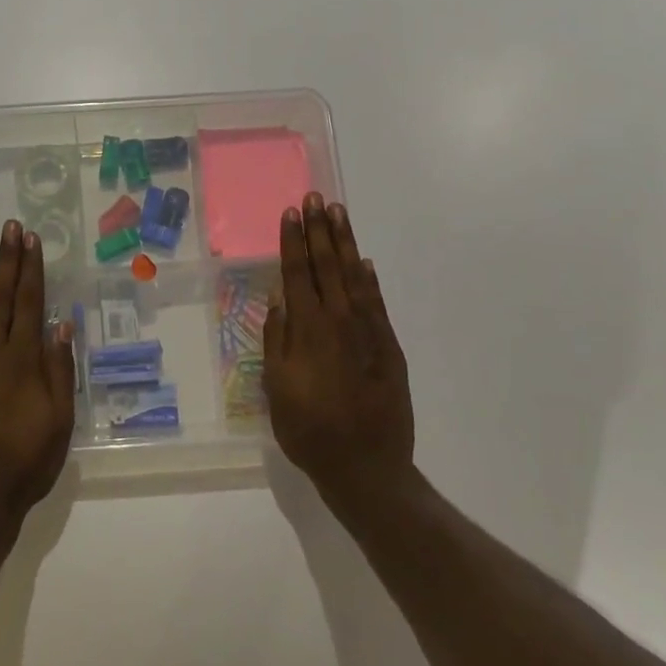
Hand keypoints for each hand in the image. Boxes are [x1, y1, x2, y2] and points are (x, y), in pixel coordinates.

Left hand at [0, 221, 76, 529]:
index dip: (31, 269)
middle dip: (6, 259)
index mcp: (23, 362)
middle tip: (9, 226)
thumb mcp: (59, 424)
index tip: (31, 240)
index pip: (29, 303)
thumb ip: (60, 373)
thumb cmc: (23, 465)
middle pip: (1, 296)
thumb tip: (62, 326)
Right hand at [264, 193, 414, 506]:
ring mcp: (368, 332)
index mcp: (308, 330)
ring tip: (338, 213)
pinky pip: (377, 303)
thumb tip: (279, 300)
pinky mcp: (389, 347)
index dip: (293, 241)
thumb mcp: (277, 389)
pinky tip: (363, 261)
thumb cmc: (310, 431)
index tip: (291, 213)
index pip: (298, 273)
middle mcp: (339, 321)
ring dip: (344, 243)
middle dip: (319, 230)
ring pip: (354, 276)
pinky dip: (369, 279)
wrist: (367, 467)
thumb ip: (277, 341)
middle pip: (327, 265)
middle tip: (315, 197)